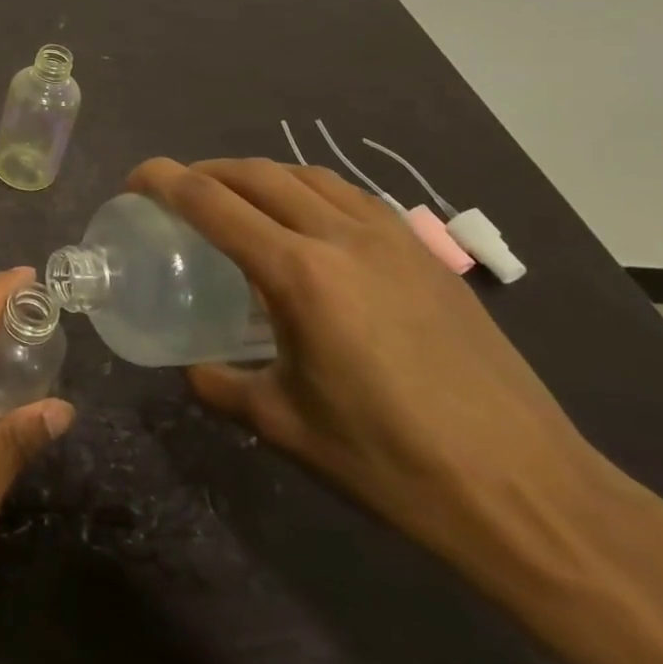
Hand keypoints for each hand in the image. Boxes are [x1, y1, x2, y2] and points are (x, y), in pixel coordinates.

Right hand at [127, 157, 603, 565]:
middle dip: (205, 171)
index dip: (164, 180)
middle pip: (256, 173)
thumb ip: (222, 385)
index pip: (212, 202)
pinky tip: (305, 222)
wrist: (527, 492)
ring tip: (235, 199)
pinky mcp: (425, 253)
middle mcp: (341, 236)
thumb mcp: (284, 426)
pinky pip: (348, 195)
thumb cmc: (390, 462)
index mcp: (299, 274)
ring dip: (257, 174)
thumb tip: (192, 367)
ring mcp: (391, 238)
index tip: (135, 180)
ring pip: (306, 175)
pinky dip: (307, 189)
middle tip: (176, 191)